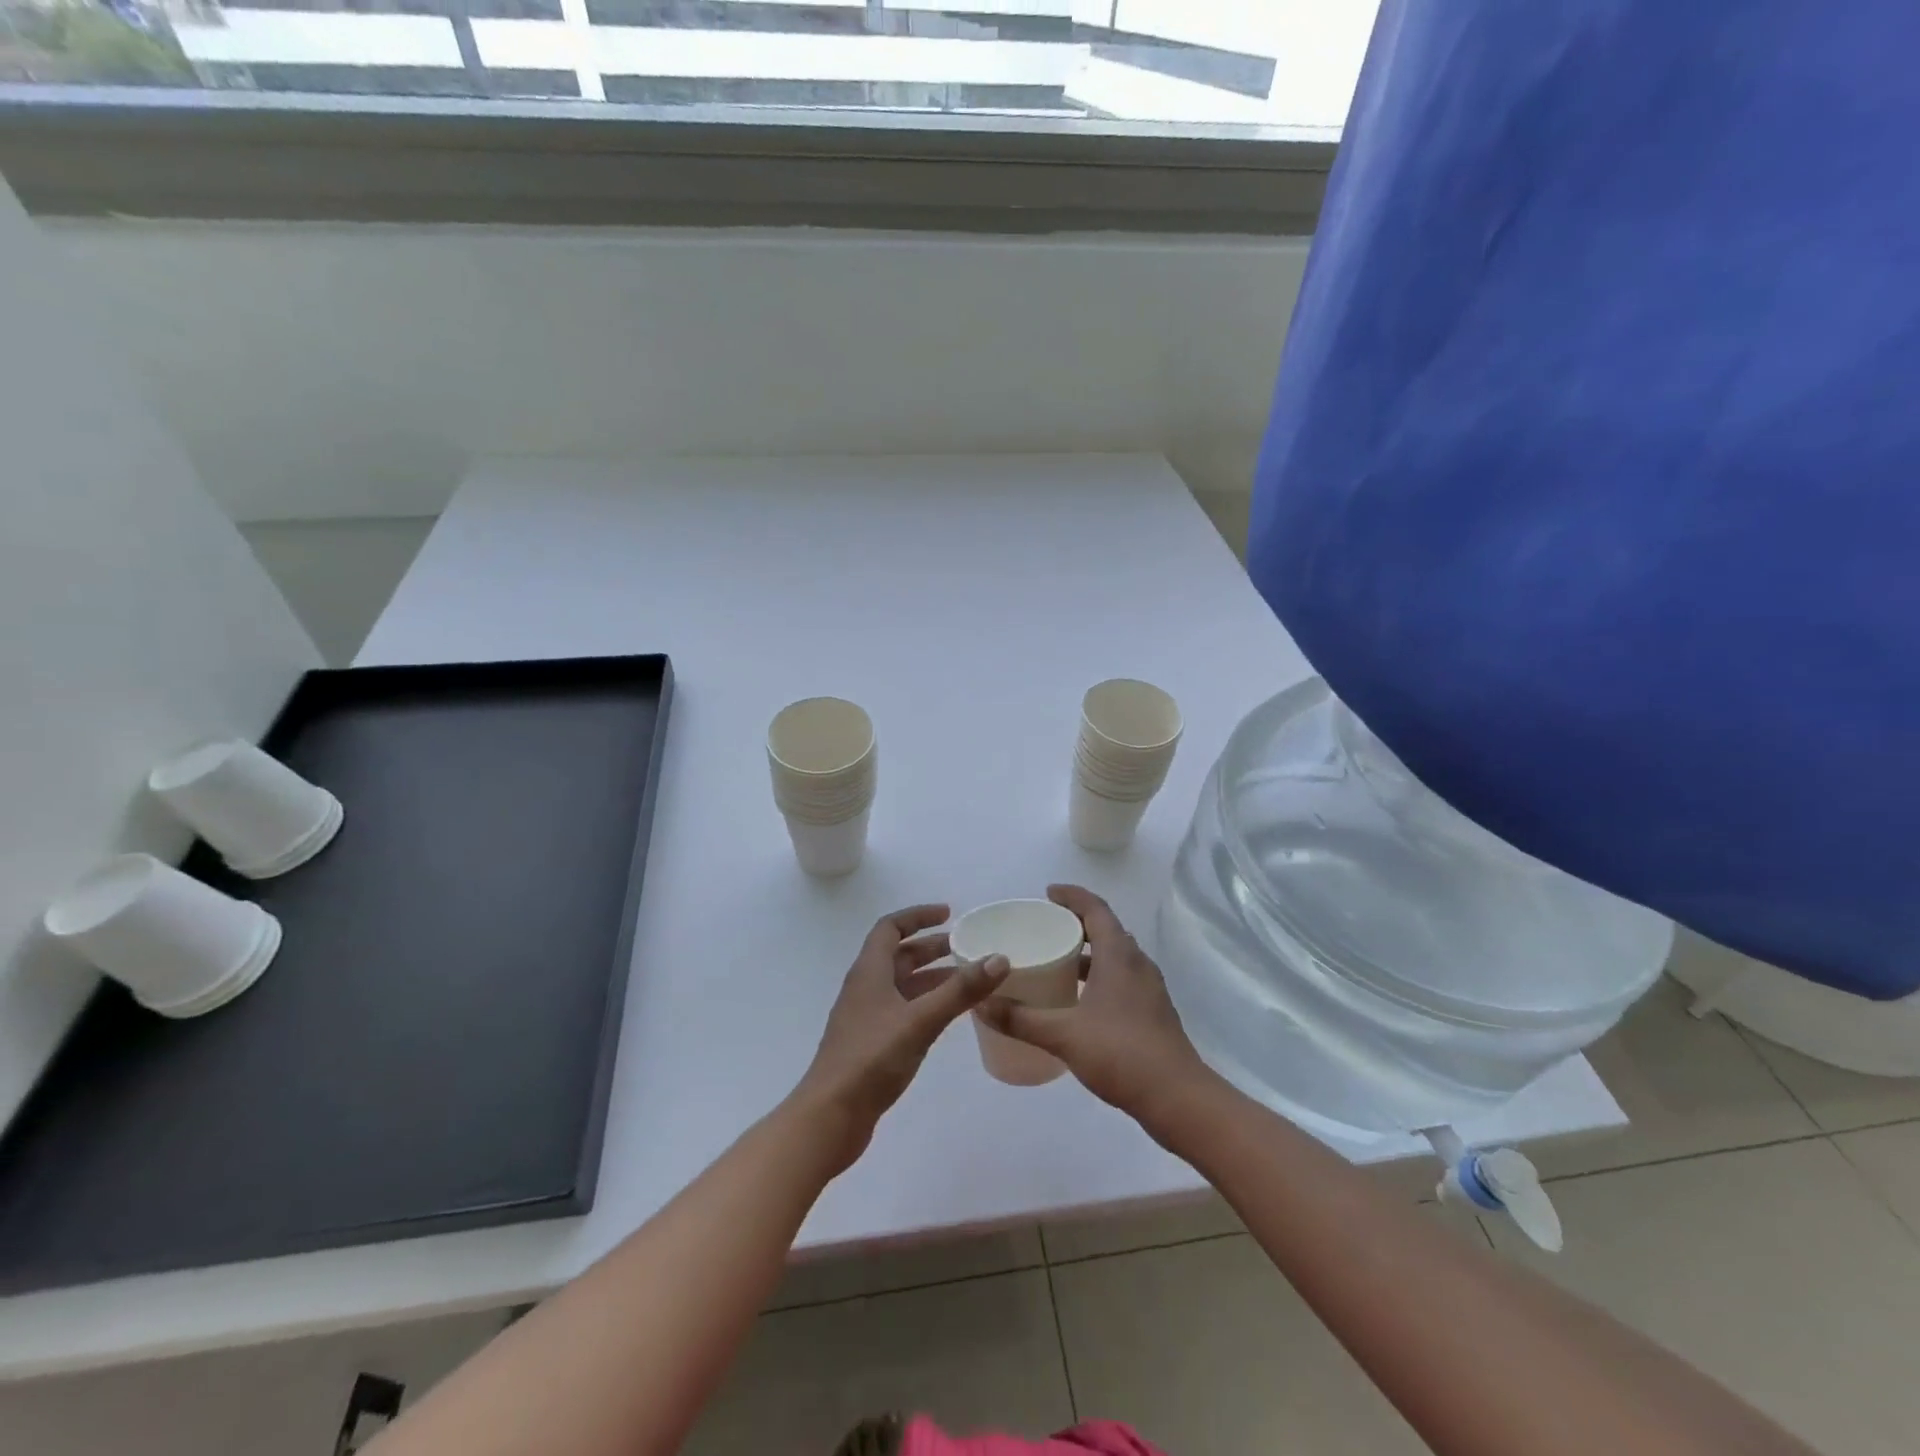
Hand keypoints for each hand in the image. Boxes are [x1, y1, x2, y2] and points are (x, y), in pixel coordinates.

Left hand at [793, 904, 1008, 1173]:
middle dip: (931, 947)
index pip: (890, 927)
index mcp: (869, 972)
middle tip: (966, 947)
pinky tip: (947, 1018)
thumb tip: (999, 958)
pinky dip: (926, 1004)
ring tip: (967, 980)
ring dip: (931, 977)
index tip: (949, 914)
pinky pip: (903, 1010)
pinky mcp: (872, 1044)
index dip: (918, 916)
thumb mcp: (920, 1021)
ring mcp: (867, 1018)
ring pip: (902, 985)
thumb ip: (960, 991)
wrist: (830, 1117)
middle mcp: (866, 988)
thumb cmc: (871, 1059)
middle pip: (898, 955)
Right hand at [976, 885, 1209, 1126]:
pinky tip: (1078, 1001)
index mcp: (1119, 956)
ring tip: (1057, 961)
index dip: (1072, 896)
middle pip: (1107, 929)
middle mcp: (1137, 964)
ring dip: (1089, 953)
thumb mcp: (1063, 1034)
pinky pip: (1121, 979)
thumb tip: (981, 1003)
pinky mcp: (1151, 1012)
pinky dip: (1099, 977)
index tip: (1047, 893)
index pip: (1095, 909)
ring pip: (1115, 957)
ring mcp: (1148, 989)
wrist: (1177, 1098)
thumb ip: (1021, 1018)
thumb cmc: (1121, 1053)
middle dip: (1077, 923)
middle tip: (1046, 928)